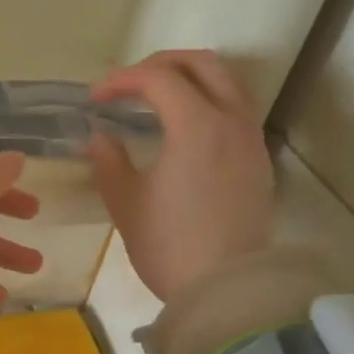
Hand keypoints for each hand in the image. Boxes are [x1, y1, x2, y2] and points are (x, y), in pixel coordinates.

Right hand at [85, 50, 272, 304]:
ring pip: (227, 82)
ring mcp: (250, 139)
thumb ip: (108, 161)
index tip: (95, 100)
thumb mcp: (126, 203)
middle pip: (201, 64)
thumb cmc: (169, 246)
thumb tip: (100, 137)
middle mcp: (231, 120)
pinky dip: (208, 100)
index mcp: (196, 125)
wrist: (225, 289)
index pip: (158, 78)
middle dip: (160, 65)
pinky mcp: (258, 159)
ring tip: (158, 98)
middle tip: (128, 84)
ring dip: (190, 78)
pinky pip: (236, 108)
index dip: (121, 80)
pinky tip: (185, 127)